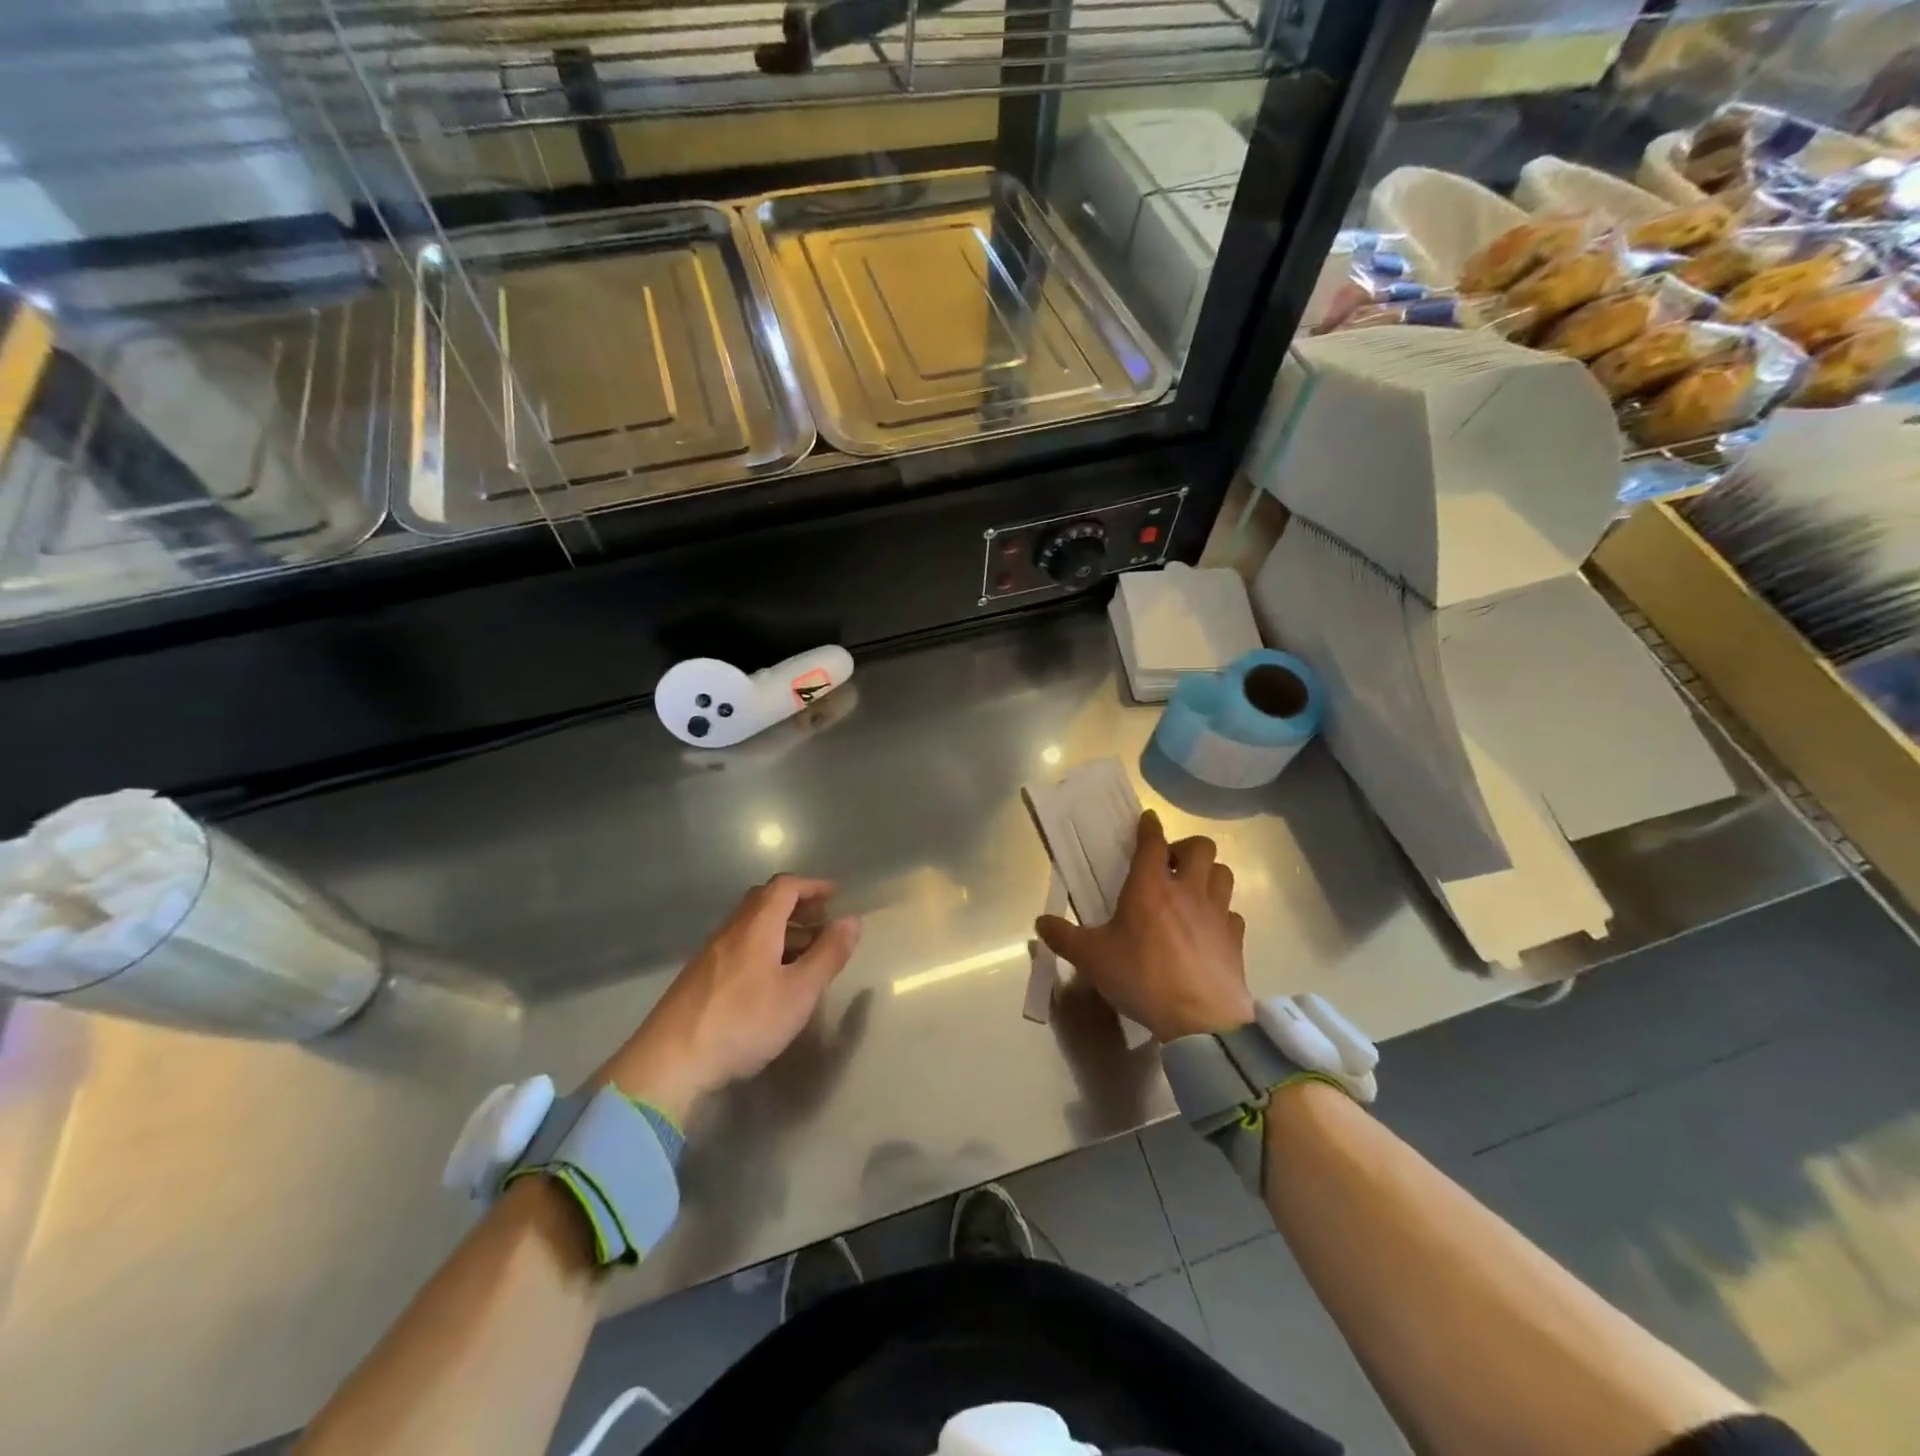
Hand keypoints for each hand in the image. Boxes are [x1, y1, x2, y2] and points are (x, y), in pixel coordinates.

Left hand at [600, 875, 860, 1123]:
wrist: (670, 1062)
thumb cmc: (744, 1022)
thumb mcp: (799, 992)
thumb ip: (828, 955)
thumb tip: (852, 920)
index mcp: (756, 925)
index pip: (785, 887)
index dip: (812, 886)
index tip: (834, 895)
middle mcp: (731, 931)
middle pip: (765, 901)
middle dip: (797, 905)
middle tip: (822, 920)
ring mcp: (711, 954)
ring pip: (751, 926)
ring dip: (781, 929)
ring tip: (804, 953)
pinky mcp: (699, 978)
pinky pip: (739, 946)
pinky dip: (763, 948)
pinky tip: (771, 979)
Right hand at [1035, 810, 1253, 1042]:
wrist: (1200, 1019)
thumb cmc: (1142, 978)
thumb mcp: (1091, 959)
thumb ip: (1064, 938)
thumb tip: (1040, 923)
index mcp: (1150, 887)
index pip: (1153, 842)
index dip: (1149, 827)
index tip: (1147, 820)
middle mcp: (1187, 890)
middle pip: (1200, 847)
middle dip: (1185, 847)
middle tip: (1169, 866)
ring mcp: (1217, 912)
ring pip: (1222, 873)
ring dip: (1208, 874)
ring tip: (1192, 890)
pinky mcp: (1235, 938)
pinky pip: (1232, 912)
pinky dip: (1221, 913)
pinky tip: (1209, 928)